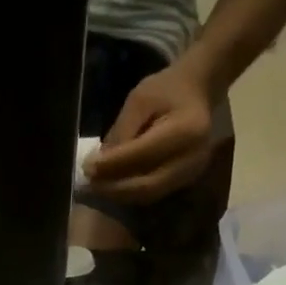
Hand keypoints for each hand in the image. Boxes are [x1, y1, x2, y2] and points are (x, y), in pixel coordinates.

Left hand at [83, 63, 216, 203]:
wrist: (199, 92)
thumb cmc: (167, 90)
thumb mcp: (139, 99)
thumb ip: (121, 132)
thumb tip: (98, 165)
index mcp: (185, 130)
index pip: (142, 155)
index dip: (112, 165)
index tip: (86, 167)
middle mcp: (192, 158)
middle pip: (147, 185)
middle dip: (114, 187)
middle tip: (89, 183)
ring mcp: (192, 173)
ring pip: (149, 194)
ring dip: (120, 194)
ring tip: (98, 187)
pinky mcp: (186, 181)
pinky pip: (154, 194)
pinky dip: (131, 193)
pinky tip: (114, 186)